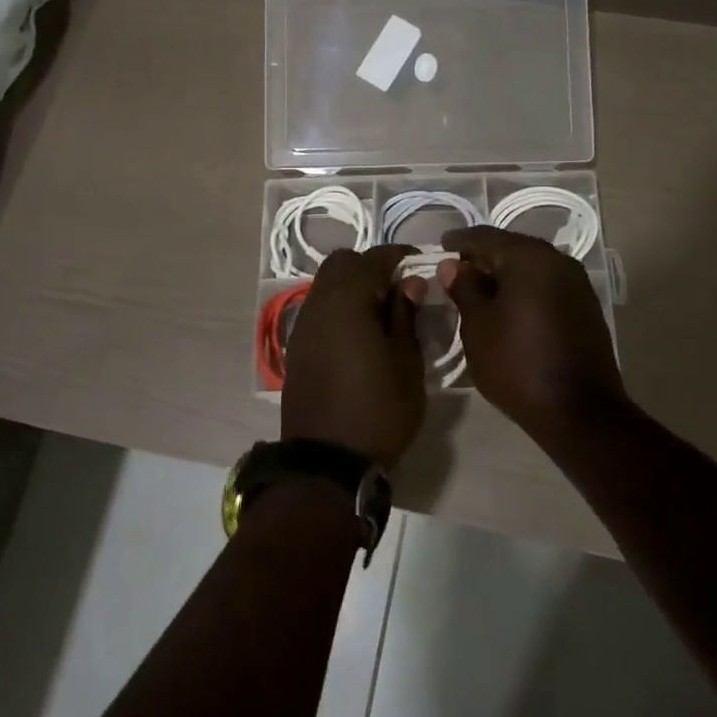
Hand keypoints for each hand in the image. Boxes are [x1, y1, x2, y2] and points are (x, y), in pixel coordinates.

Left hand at [281, 245, 428, 466]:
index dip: (398, 255)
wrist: (328, 462)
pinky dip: (340, 308)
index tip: (419, 261)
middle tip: (398, 286)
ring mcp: (303, 327)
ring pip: (327, 286)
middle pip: (341, 264)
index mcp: (347, 301)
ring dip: (353, 286)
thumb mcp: (406, 362)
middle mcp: (319, 304)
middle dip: (370, 266)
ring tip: (382, 310)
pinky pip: (320, 310)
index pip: (373, 259)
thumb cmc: (379, 409)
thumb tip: (409, 283)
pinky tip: (360, 332)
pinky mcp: (298, 349)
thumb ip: (406, 315)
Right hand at [440, 226, 628, 438]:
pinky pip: (546, 285)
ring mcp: (577, 283)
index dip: (459, 242)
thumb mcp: (478, 326)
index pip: (485, 237)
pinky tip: (509, 307)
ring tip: (479, 292)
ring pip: (531, 267)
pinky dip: (525, 289)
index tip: (439, 247)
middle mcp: (557, 260)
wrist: (578, 411)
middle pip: (511, 248)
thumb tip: (453, 265)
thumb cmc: (517, 363)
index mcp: (529, 257)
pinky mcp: (585, 306)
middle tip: (455, 272)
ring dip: (505, 275)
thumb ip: (464, 288)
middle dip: (483, 258)